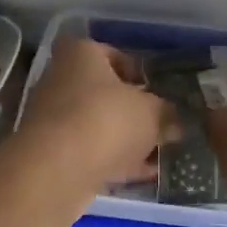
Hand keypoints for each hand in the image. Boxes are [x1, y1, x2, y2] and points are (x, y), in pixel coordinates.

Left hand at [16, 37, 172, 188]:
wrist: (58, 168)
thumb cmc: (107, 119)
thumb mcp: (151, 112)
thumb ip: (166, 113)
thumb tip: (175, 121)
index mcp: (81, 54)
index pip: (109, 52)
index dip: (134, 70)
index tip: (154, 90)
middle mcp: (60, 79)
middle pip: (102, 91)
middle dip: (131, 109)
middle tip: (159, 124)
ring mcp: (52, 118)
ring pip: (96, 124)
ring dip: (123, 138)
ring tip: (157, 153)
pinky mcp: (51, 153)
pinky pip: (89, 152)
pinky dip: (113, 160)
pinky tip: (142, 174)